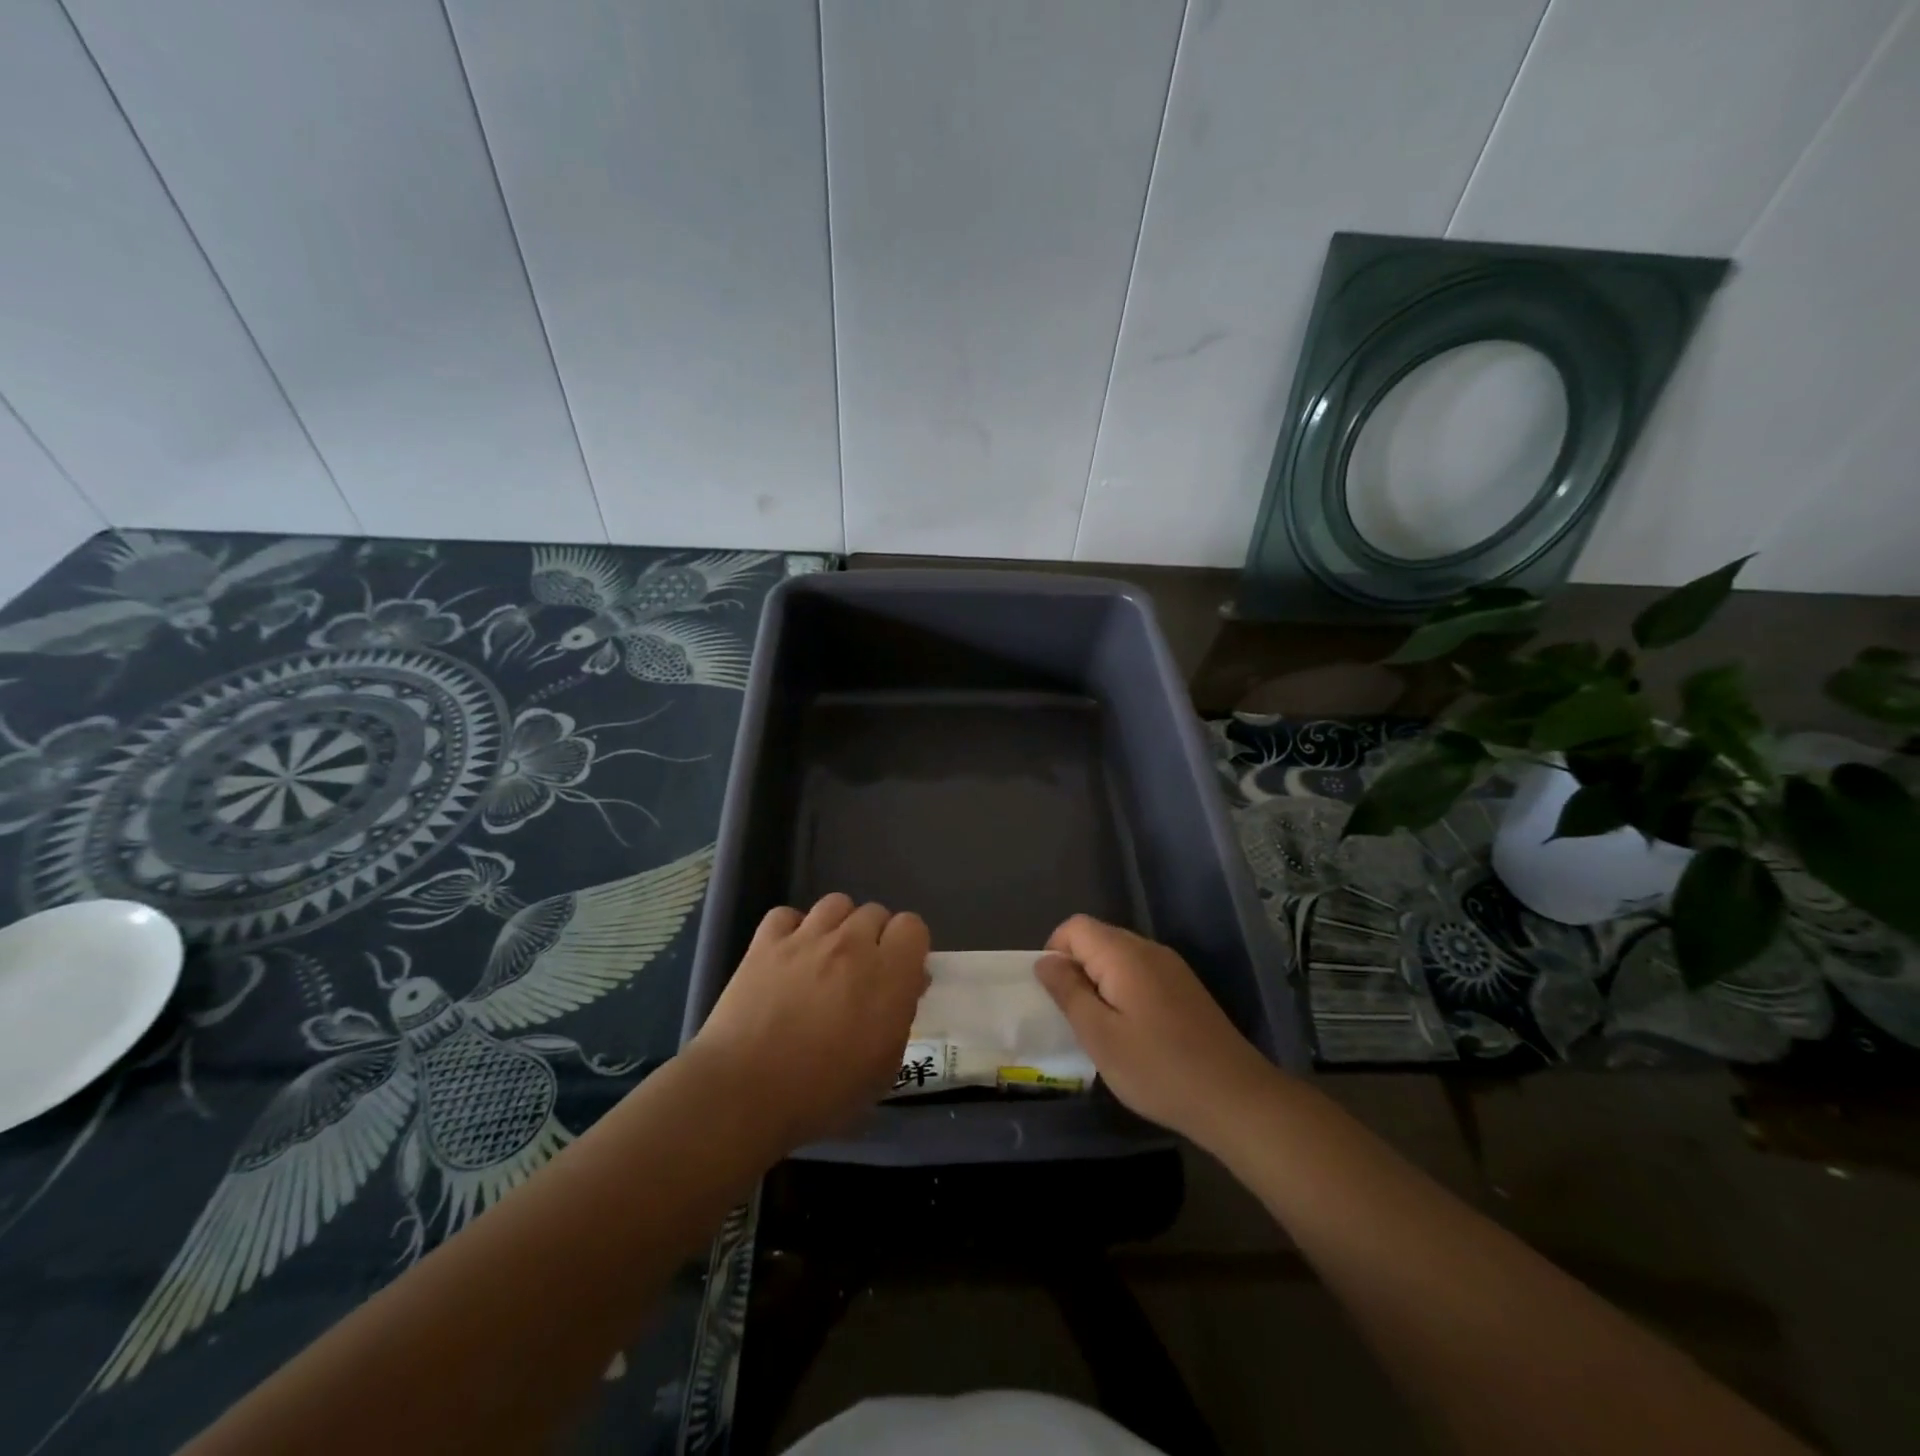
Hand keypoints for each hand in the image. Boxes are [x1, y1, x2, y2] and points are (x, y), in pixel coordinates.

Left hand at [688, 893, 930, 1149]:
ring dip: (839, 925)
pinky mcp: (765, 943)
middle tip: (861, 973)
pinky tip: (788, 955)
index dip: (908, 947)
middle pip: (875, 912)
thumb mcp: (883, 1069)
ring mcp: (806, 938)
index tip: (899, 973)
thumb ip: (900, 1018)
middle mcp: (852, 944)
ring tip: (827, 957)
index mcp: (888, 974)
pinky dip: (792, 929)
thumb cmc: (823, 1093)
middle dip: (874, 937)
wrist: (745, 1092)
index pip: (912, 926)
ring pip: (836, 903)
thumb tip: (906, 987)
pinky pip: (787, 915)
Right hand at [1036, 915, 1275, 1146]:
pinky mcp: (1186, 988)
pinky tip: (1132, 1032)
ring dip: (1100, 982)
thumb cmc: (1158, 1069)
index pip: (1075, 927)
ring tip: (1101, 1028)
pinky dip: (1124, 991)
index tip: (1055, 995)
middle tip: (1075, 1017)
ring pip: (1119, 957)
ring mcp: (1172, 968)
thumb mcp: (1099, 1036)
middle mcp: (1149, 950)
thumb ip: (1068, 992)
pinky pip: (1141, 973)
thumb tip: (1045, 962)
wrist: (1235, 1098)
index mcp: (1125, 954)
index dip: (1055, 952)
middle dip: (1077, 969)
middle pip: (1098, 938)